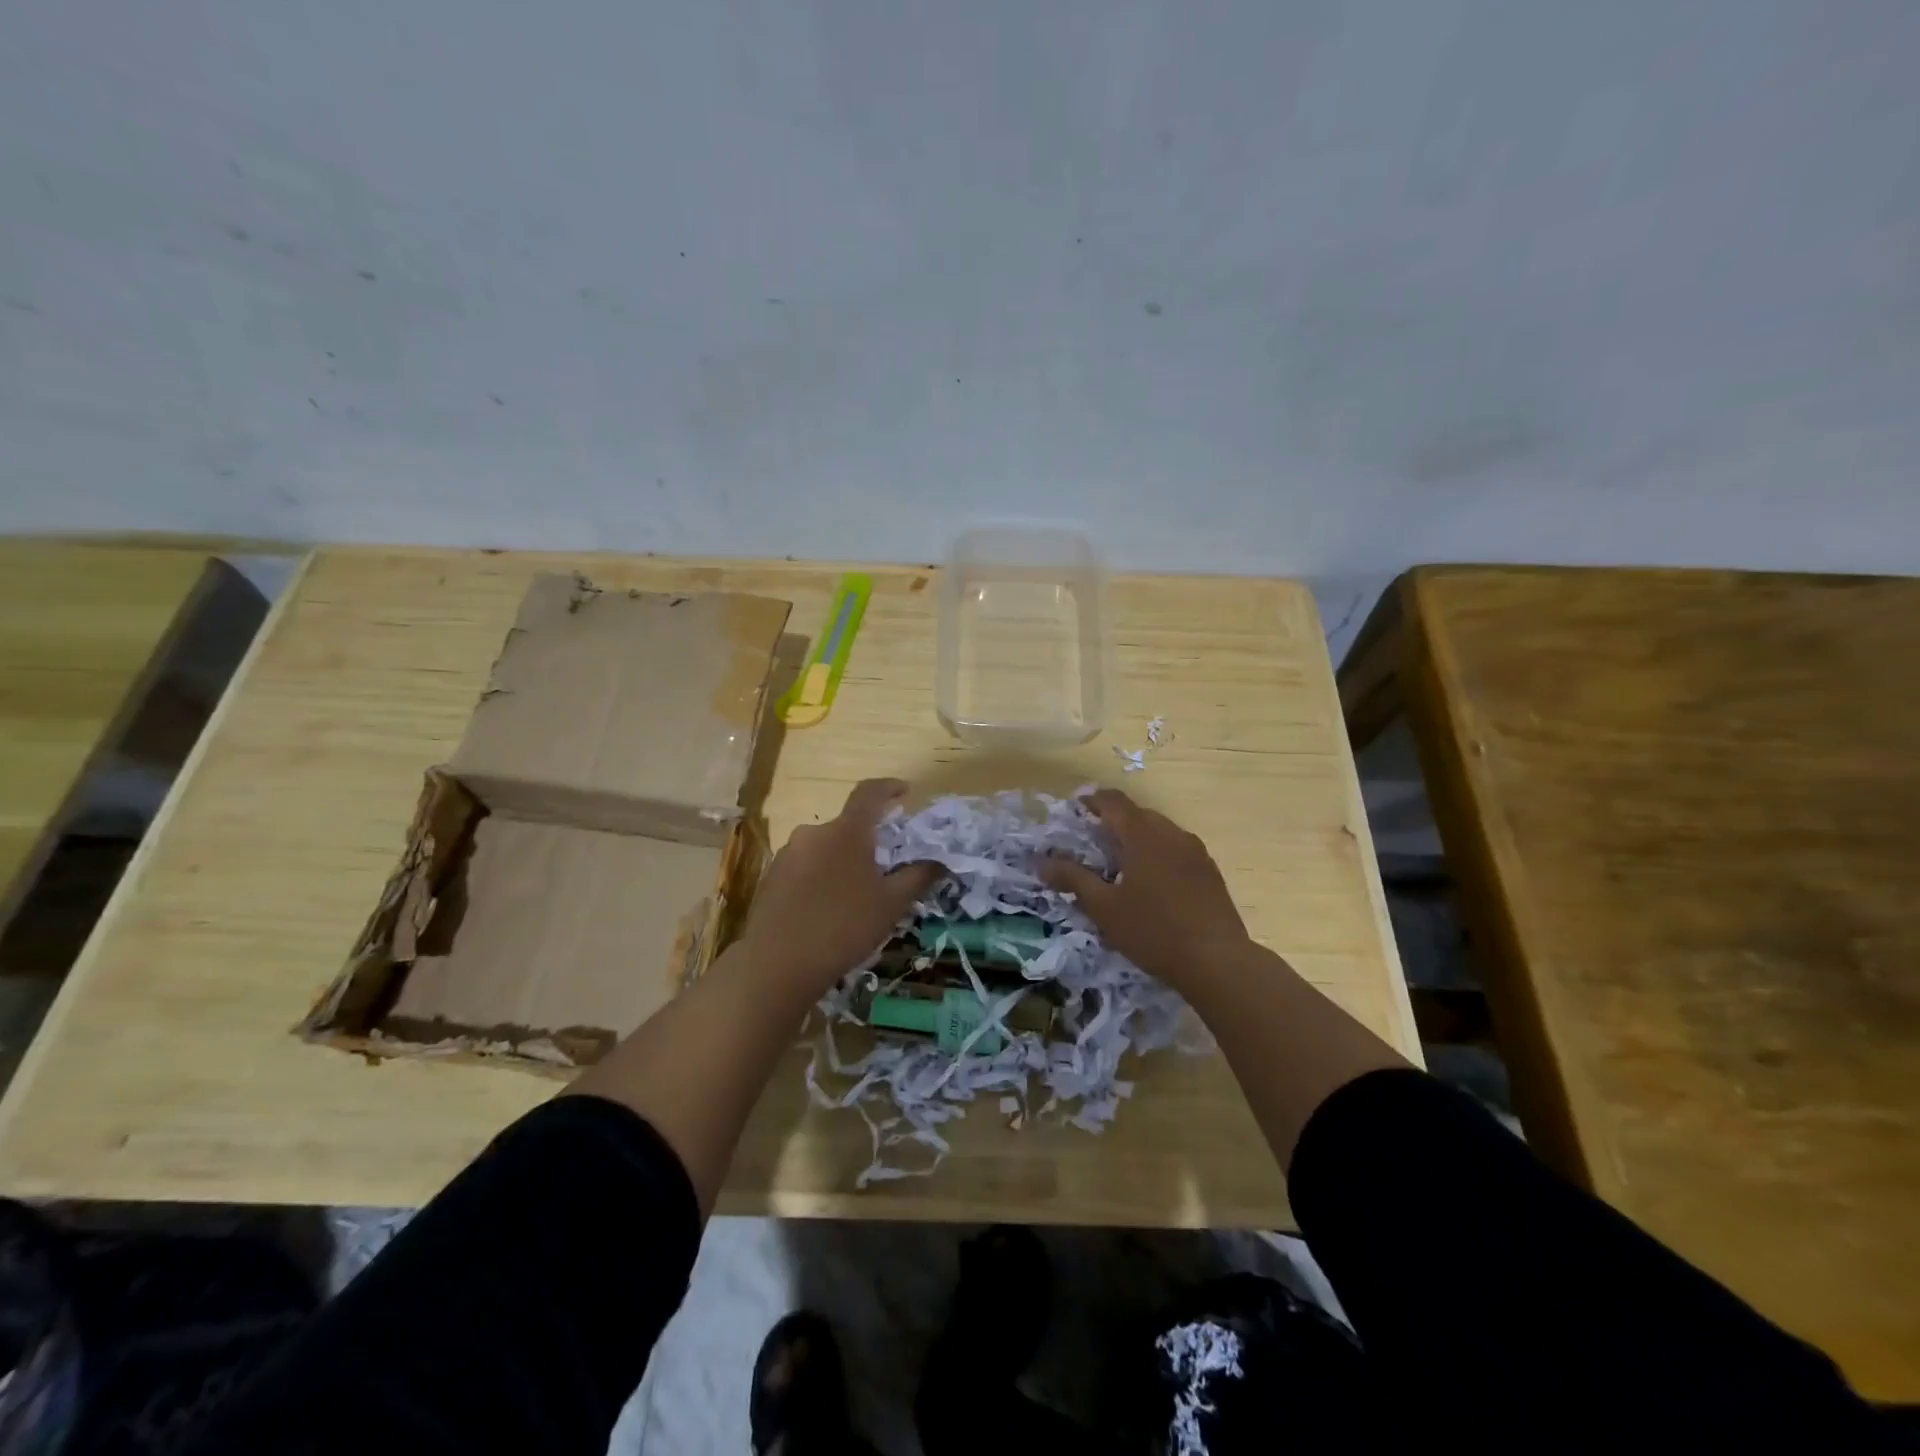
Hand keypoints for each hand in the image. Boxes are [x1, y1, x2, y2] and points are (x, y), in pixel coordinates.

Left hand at [740, 779, 943, 989]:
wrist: (776, 965)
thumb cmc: (844, 927)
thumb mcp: (891, 904)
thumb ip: (918, 876)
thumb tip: (940, 860)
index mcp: (846, 831)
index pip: (870, 792)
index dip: (889, 787)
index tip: (905, 792)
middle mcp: (814, 832)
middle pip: (847, 825)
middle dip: (868, 839)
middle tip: (885, 866)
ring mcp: (788, 854)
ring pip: (825, 847)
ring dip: (843, 860)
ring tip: (856, 894)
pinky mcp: (771, 877)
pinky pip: (805, 866)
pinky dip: (822, 876)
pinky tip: (827, 909)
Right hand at [1042, 789, 1250, 985]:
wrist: (1218, 961)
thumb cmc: (1154, 931)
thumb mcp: (1104, 908)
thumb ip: (1072, 879)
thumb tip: (1040, 861)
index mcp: (1143, 835)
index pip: (1114, 802)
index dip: (1092, 800)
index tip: (1076, 809)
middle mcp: (1172, 833)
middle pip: (1138, 814)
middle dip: (1114, 821)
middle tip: (1093, 841)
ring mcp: (1196, 852)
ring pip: (1160, 832)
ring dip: (1138, 838)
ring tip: (1121, 864)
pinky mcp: (1210, 872)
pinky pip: (1177, 850)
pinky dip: (1158, 854)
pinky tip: (1153, 883)